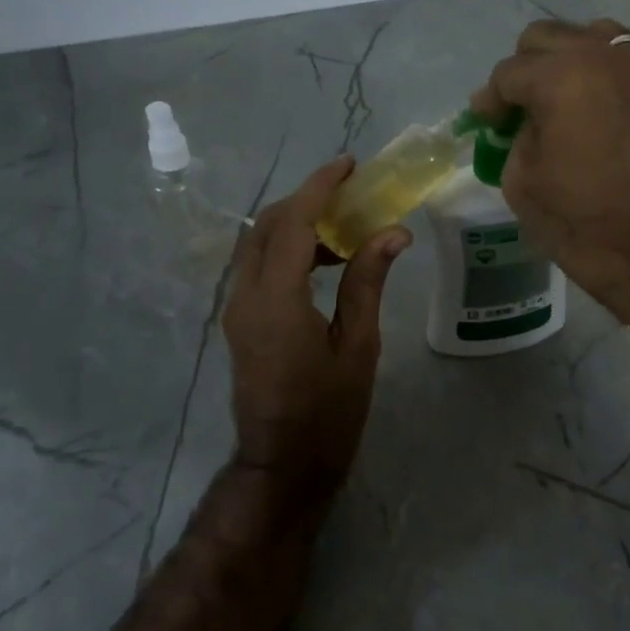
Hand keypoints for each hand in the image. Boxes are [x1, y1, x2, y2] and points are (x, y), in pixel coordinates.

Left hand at [223, 158, 410, 501]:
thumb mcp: (358, 347)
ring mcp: (237, 309)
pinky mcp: (240, 321)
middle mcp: (245, 296)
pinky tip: (326, 260)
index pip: (294, 223)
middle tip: (350, 191)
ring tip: (346, 224)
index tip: (349, 165)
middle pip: (268, 225)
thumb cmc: (328, 413)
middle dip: (307, 199)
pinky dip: (289, 248)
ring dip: (298, 223)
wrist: (282, 465)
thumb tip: (393, 232)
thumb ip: (368, 282)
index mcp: (276, 300)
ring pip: (259, 243)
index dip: (320, 187)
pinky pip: (259, 266)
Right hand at [471, 18, 629, 323]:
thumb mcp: (522, 183)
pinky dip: (603, 73)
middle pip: (547, 38)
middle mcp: (603, 56)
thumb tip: (524, 122)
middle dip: (525, 69)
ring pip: (591, 36)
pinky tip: (596, 105)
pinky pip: (625, 60)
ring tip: (561, 98)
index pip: (509, 72)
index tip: (486, 122)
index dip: (490, 100)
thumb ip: (515, 137)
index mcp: (561, 77)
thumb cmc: (584, 223)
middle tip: (519, 108)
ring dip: (567, 60)